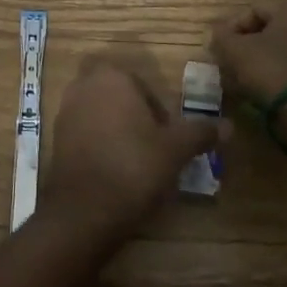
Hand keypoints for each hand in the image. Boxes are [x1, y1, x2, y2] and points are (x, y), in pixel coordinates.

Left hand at [44, 62, 222, 237]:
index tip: (166, 138)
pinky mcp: (55, 137)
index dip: (158, 112)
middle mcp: (85, 85)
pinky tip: (113, 172)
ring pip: (100, 113)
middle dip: (134, 116)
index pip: (143, 86)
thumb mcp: (175, 150)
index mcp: (113, 76)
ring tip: (134, 163)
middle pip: (119, 97)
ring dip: (116, 130)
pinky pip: (84, 132)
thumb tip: (230, 126)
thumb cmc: (134, 166)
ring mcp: (66, 110)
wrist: (84, 209)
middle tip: (151, 148)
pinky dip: (99, 145)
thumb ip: (200, 132)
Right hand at [209, 0, 286, 106]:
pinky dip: (278, 76)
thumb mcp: (235, 50)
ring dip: (261, 62)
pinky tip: (261, 91)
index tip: (219, 49)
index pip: (253, 11)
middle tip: (229, 64)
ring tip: (241, 81)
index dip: (231, 30)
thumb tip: (218, 34)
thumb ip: (222, 37)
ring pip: (282, 52)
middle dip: (246, 47)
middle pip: (269, 32)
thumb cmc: (271, 69)